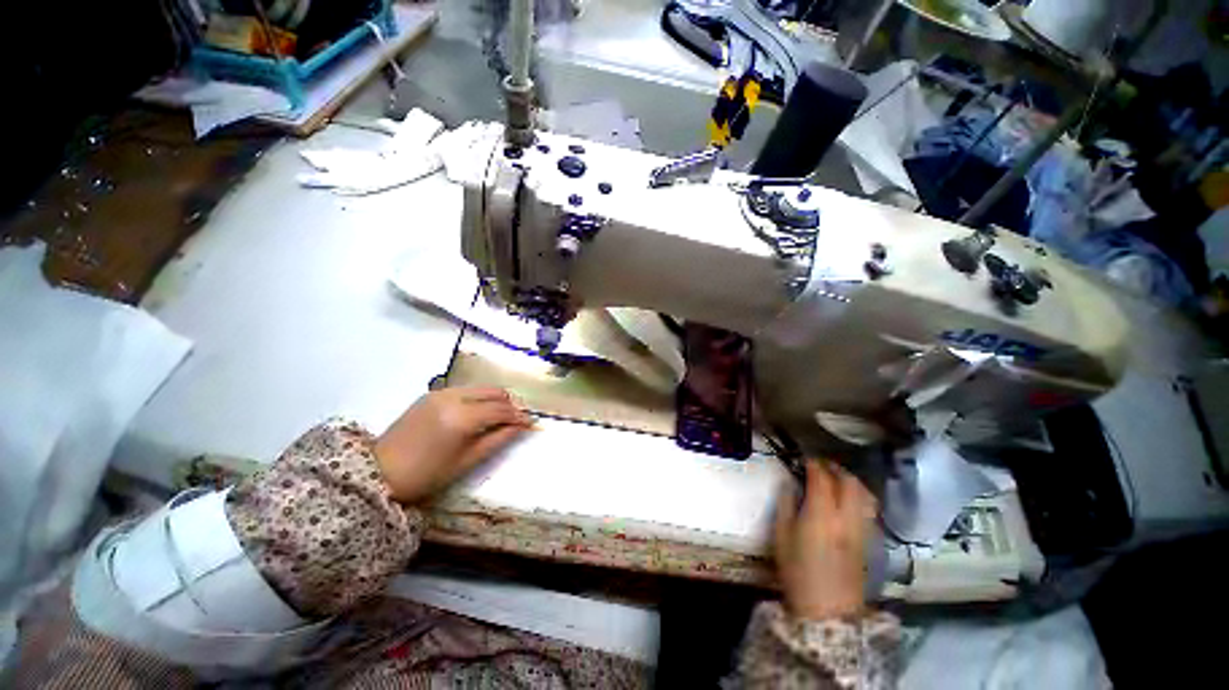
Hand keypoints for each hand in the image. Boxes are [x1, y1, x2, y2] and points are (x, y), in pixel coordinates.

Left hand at [374, 387, 534, 503]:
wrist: (380, 471)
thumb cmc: (427, 474)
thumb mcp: (467, 460)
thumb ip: (497, 439)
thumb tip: (521, 427)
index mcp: (462, 418)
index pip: (501, 410)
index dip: (519, 416)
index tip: (532, 423)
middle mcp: (454, 397)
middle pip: (495, 392)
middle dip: (510, 404)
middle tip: (517, 419)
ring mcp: (441, 392)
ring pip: (481, 388)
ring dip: (496, 399)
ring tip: (501, 416)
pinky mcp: (432, 393)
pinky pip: (466, 390)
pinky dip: (479, 397)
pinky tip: (479, 412)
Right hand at [774, 460, 877, 620]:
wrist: (828, 610)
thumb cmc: (798, 571)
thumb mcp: (781, 535)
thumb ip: (786, 505)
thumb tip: (790, 484)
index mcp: (821, 514)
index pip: (821, 478)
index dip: (813, 464)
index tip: (804, 458)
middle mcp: (846, 517)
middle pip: (849, 482)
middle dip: (836, 468)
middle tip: (821, 465)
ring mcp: (862, 529)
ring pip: (865, 494)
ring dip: (851, 481)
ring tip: (837, 479)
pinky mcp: (869, 541)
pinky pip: (868, 509)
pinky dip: (859, 496)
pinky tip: (848, 501)